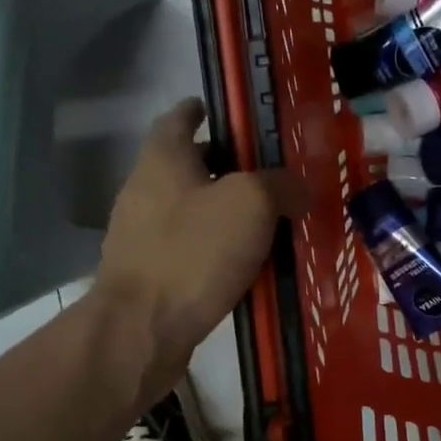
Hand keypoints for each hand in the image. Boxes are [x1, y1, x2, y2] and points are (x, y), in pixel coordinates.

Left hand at [92, 99, 309, 398]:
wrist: (142, 330)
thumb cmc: (193, 252)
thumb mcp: (251, 204)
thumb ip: (280, 186)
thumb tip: (298, 188)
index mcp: (163, 159)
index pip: (179, 118)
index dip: (201, 110)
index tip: (225, 111)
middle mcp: (145, 190)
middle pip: (185, 165)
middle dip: (222, 164)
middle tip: (265, 171)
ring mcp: (141, 236)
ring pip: (189, 209)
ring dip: (221, 210)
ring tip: (265, 220)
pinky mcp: (148, 275)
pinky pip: (188, 249)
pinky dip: (214, 248)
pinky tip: (245, 264)